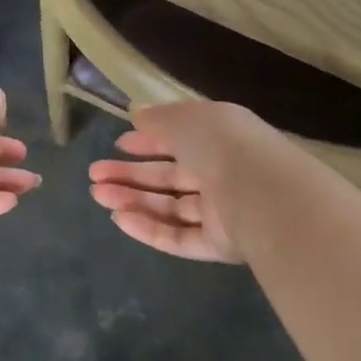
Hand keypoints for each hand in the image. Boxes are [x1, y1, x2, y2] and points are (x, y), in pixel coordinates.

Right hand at [88, 101, 261, 262]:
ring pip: (170, 207)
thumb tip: (137, 115)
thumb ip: (159, 119)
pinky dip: (149, 228)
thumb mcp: (186, 119)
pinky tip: (119, 219)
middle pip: (169, 176)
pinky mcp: (220, 245)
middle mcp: (222, 174)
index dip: (149, 142)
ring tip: (98, 195)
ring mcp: (222, 212)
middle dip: (130, 174)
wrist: (264, 197)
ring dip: (133, 200)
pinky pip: (179, 236)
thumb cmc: (223, 146)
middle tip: (95, 175)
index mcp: (220, 138)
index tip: (119, 144)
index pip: (180, 139)